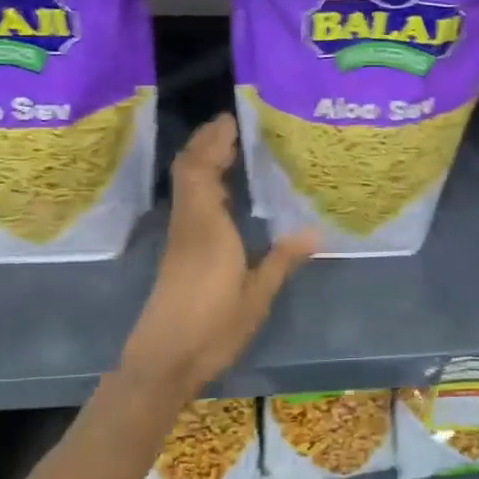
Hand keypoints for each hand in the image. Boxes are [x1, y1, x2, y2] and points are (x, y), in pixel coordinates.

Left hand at [120, 114, 316, 389]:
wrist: (163, 360)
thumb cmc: (212, 326)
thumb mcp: (256, 296)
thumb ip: (282, 260)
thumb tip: (315, 232)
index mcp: (207, 225)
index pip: (202, 168)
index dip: (214, 140)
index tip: (233, 118)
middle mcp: (189, 223)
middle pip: (189, 169)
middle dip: (206, 143)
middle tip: (233, 126)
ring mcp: (179, 237)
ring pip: (186, 185)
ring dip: (202, 160)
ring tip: (230, 149)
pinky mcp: (177, 253)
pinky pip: (188, 202)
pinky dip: (202, 183)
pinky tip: (222, 193)